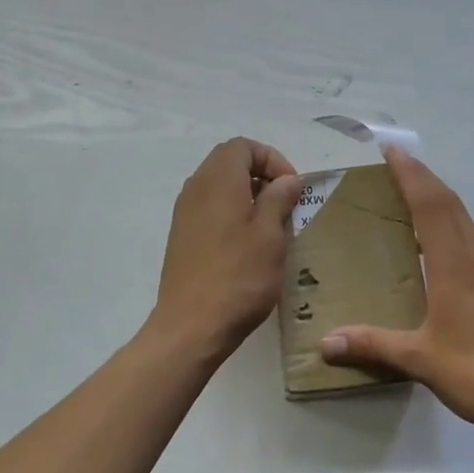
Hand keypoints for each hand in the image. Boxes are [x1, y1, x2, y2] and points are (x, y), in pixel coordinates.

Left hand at [147, 138, 303, 361]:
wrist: (191, 326)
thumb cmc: (238, 277)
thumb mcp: (270, 235)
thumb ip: (279, 199)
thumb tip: (286, 180)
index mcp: (218, 180)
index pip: (243, 146)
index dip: (272, 159)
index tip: (291, 188)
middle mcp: (195, 188)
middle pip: (229, 162)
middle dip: (261, 176)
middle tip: (285, 205)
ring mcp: (184, 213)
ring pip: (219, 187)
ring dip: (247, 196)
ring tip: (271, 227)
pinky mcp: (182, 237)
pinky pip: (209, 209)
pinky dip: (232, 214)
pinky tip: (248, 246)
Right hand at [320, 148, 473, 441]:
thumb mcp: (421, 360)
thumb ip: (373, 345)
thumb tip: (325, 343)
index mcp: (456, 265)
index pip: (431, 204)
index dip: (412, 174)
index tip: (394, 151)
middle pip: (453, 207)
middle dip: (426, 183)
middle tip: (401, 170)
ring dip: (448, 213)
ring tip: (426, 220)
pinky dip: (471, 242)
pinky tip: (467, 264)